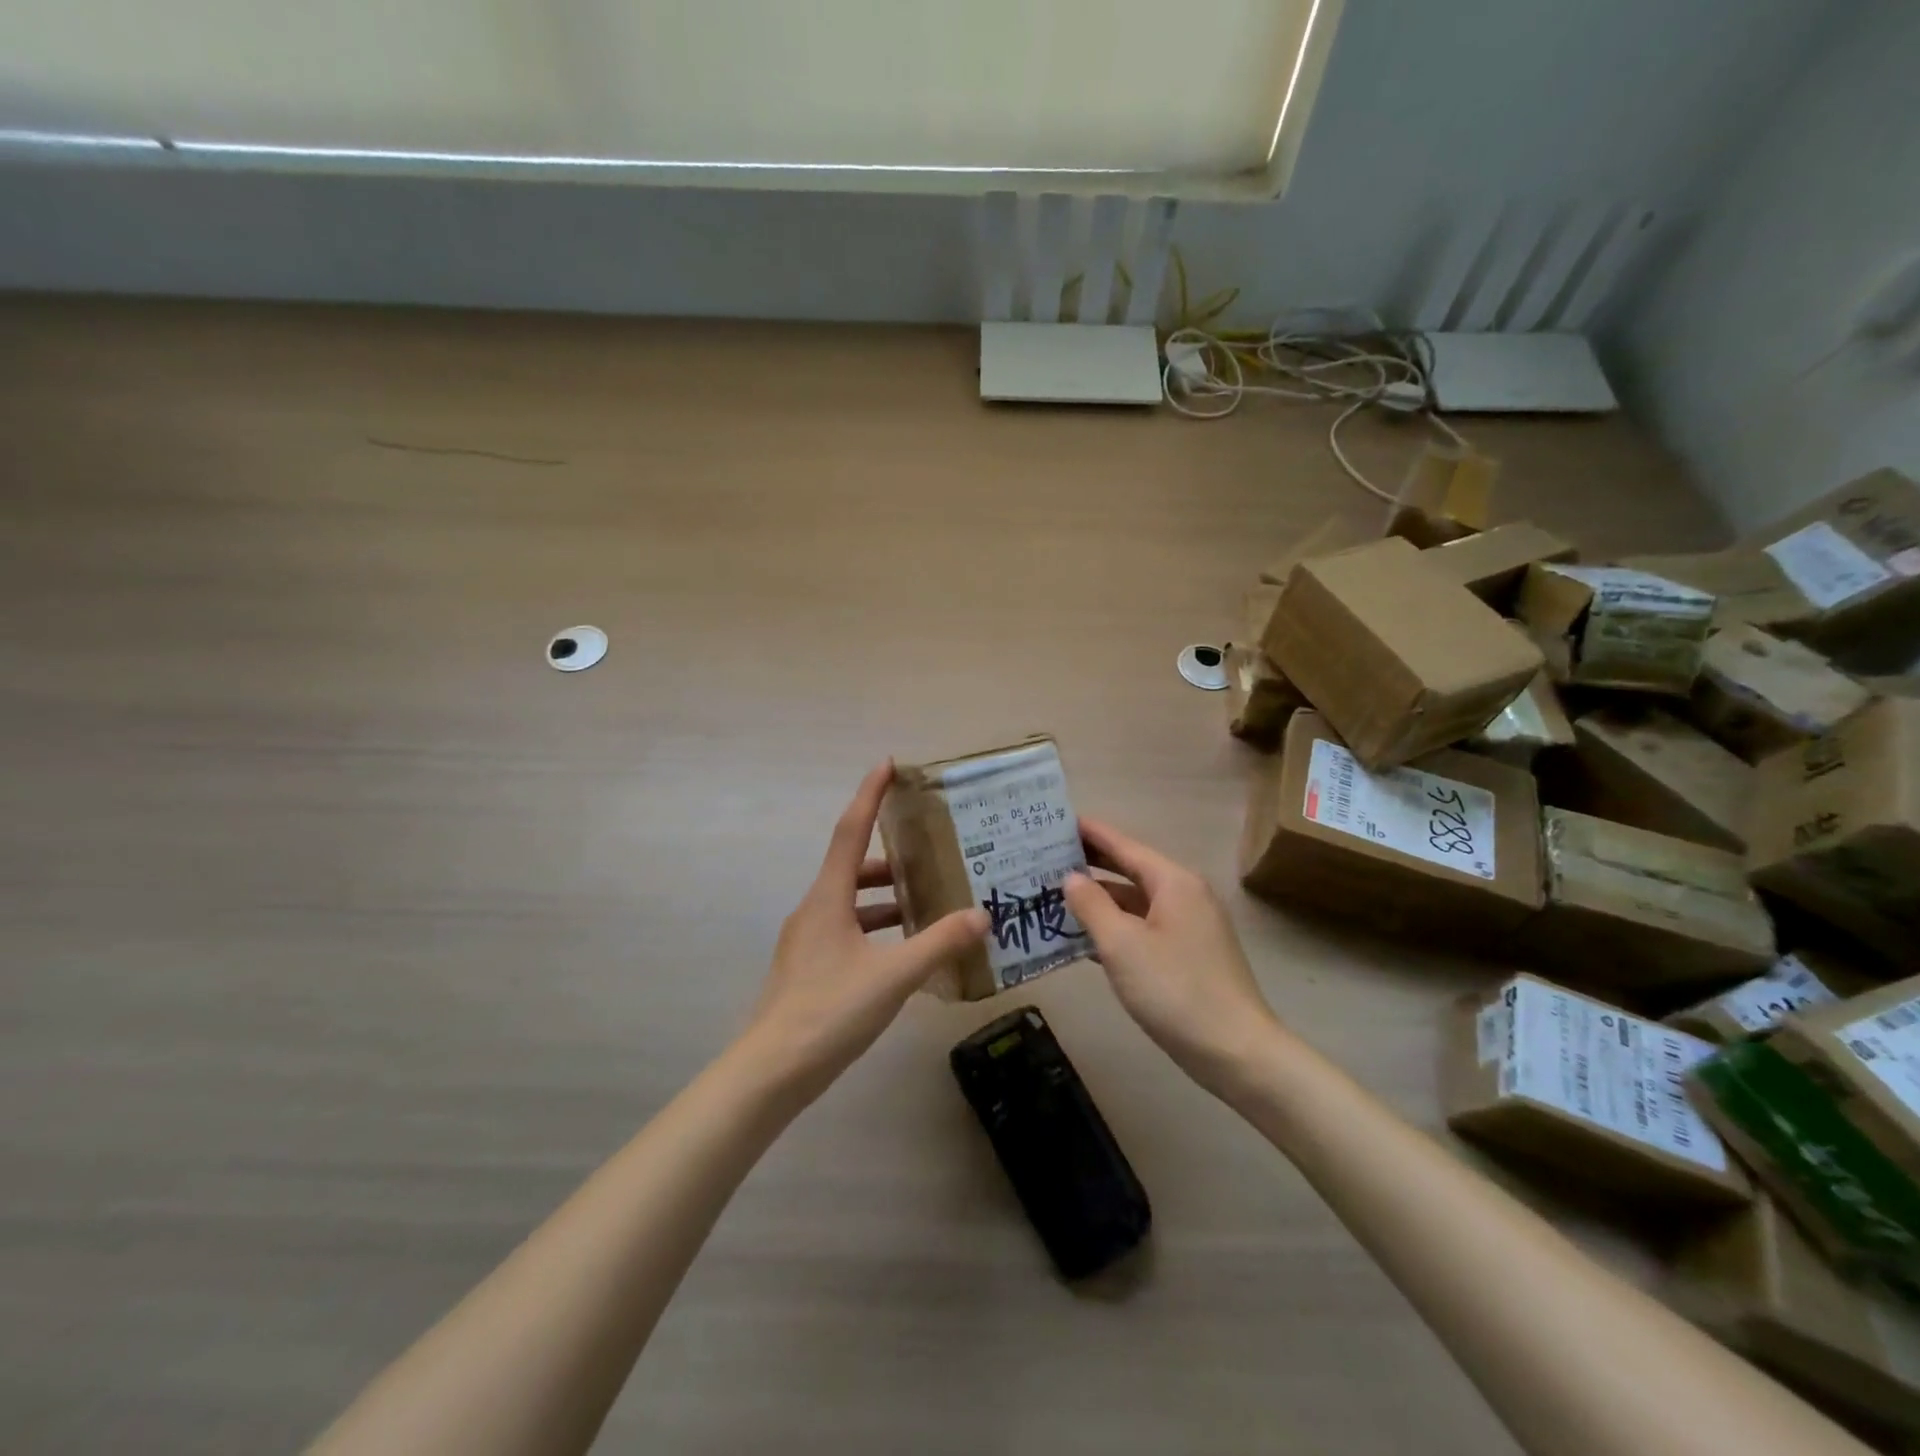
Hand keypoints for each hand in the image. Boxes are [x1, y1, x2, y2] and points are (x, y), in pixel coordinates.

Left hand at [742, 762, 988, 1101]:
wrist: (771, 1073)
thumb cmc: (829, 1012)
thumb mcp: (893, 977)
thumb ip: (938, 943)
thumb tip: (981, 915)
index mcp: (828, 898)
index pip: (850, 831)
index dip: (869, 795)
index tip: (887, 764)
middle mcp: (814, 910)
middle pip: (852, 867)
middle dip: (890, 854)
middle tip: (930, 848)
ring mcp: (808, 941)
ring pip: (851, 902)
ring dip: (885, 896)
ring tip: (928, 899)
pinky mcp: (810, 968)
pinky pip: (848, 930)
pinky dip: (876, 927)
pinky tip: (904, 949)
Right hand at [1063, 818, 1282, 1096]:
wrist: (1235, 1052)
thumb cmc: (1175, 989)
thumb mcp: (1122, 945)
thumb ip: (1092, 905)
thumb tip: (1071, 877)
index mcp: (1173, 882)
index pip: (1123, 845)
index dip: (1089, 833)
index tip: (1056, 820)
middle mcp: (1184, 895)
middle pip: (1129, 870)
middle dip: (1090, 864)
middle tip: (1046, 856)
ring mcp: (1188, 927)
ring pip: (1134, 902)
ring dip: (1098, 899)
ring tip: (1054, 894)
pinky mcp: (1187, 955)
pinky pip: (1142, 928)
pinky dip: (1114, 927)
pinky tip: (1083, 937)